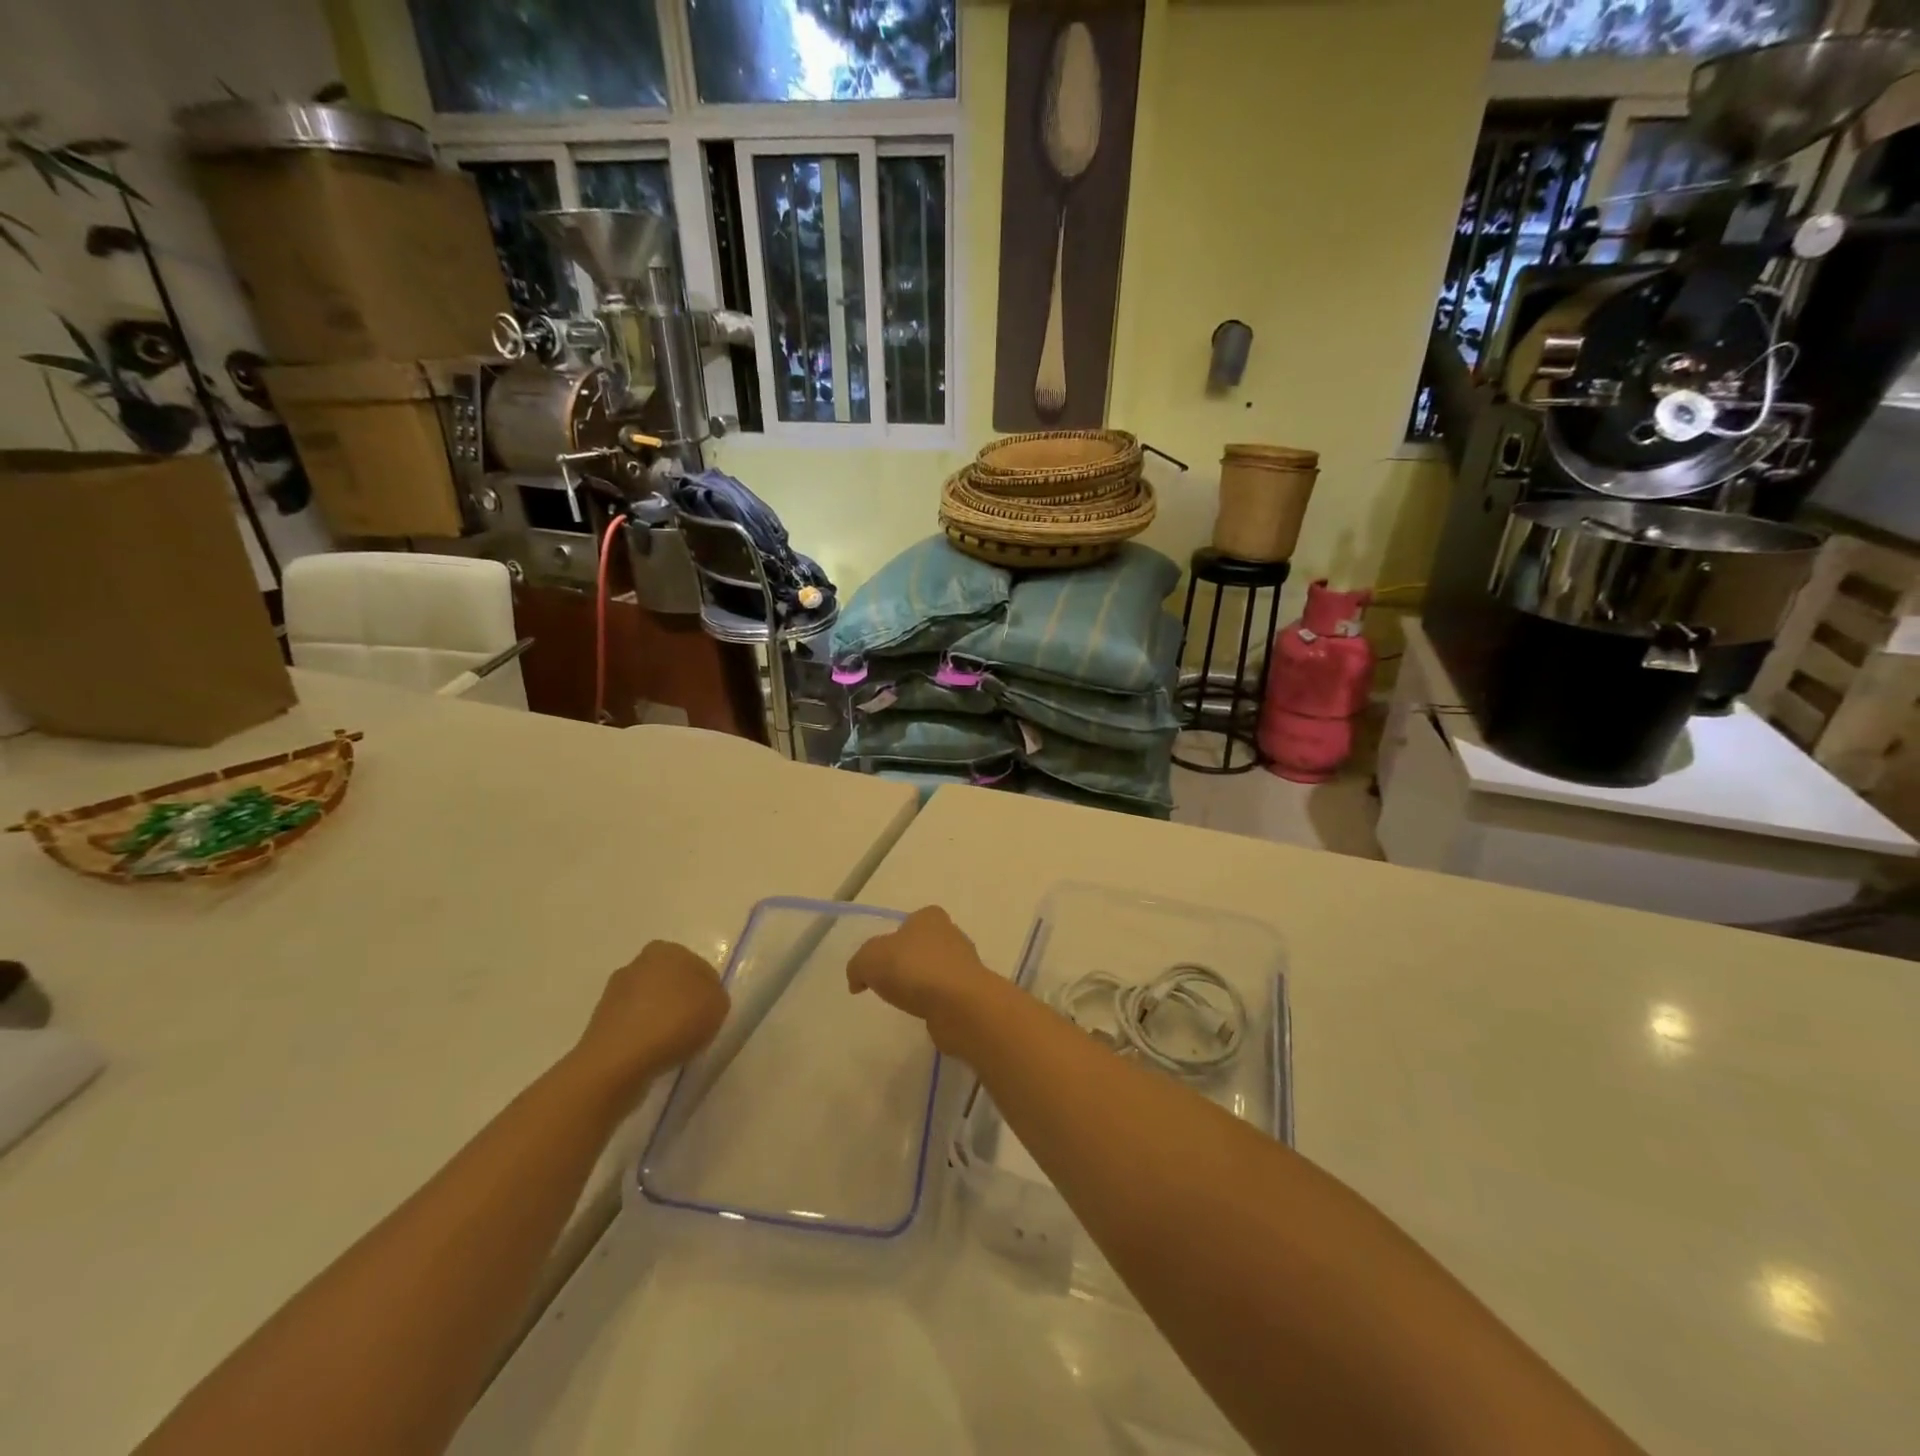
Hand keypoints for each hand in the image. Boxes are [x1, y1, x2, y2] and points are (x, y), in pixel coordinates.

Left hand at [570, 941, 728, 1105]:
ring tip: (671, 1046)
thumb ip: (715, 995)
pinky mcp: (600, 1020)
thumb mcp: (718, 1005)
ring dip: (660, 1018)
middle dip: (681, 1001)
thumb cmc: (674, 1022)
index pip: (699, 968)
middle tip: (693, 1028)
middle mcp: (639, 963)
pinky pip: (633, 1024)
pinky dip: (643, 1035)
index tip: (709, 1015)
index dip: (708, 993)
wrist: (618, 1060)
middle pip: (672, 983)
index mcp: (668, 950)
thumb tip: (702, 1000)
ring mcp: (615, 991)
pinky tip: (650, 1053)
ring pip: (650, 1003)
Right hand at [847, 907, 1000, 1054]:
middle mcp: (951, 935)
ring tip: (907, 1003)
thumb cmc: (914, 969)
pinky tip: (925, 1014)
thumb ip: (858, 965)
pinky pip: (946, 995)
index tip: (880, 964)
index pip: (909, 922)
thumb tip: (857, 980)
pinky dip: (935, 1003)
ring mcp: (965, 964)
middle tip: (890, 984)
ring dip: (923, 985)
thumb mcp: (870, 959)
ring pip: (936, 971)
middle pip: (923, 946)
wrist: (960, 1004)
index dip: (892, 940)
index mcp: (930, 917)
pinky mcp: (971, 992)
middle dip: (908, 962)